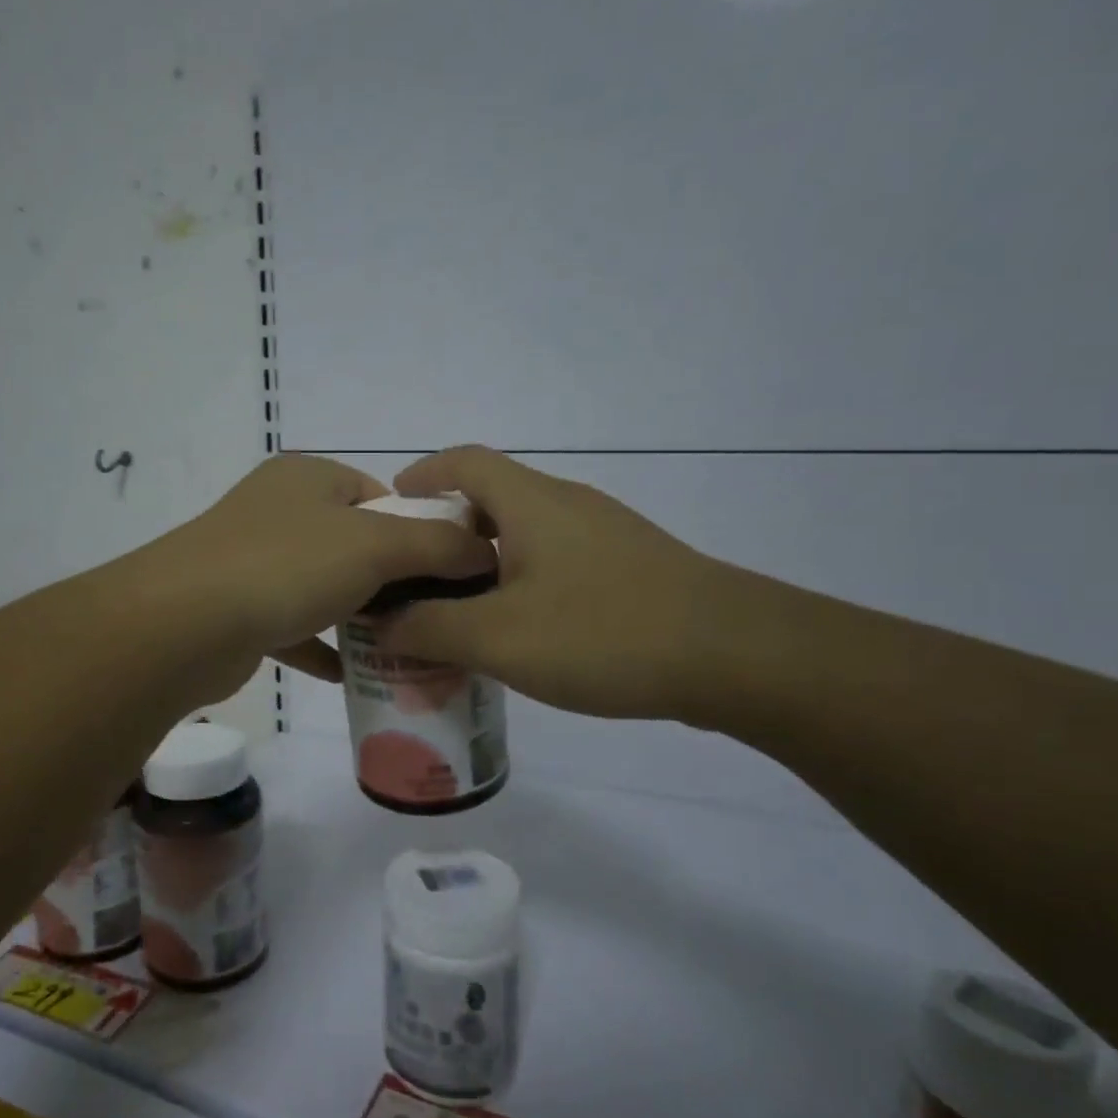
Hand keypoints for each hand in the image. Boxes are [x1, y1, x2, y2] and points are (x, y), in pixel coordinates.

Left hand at [126, 454, 496, 697]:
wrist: (182, 626)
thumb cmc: (286, 567)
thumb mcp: (376, 546)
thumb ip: (438, 545)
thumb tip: (484, 552)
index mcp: (307, 477)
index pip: (380, 494)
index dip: (418, 529)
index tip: (445, 574)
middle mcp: (277, 510)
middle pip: (352, 541)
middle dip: (390, 579)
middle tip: (428, 616)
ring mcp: (250, 559)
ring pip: (321, 585)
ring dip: (356, 615)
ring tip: (401, 645)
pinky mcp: (236, 608)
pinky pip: (292, 625)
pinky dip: (319, 645)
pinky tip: (349, 673)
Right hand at [379, 447, 735, 718]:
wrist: (736, 656)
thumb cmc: (604, 632)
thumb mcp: (499, 638)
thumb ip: (430, 629)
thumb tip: (380, 622)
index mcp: (532, 503)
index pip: (465, 461)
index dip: (423, 474)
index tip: (393, 509)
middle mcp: (568, 506)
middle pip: (494, 498)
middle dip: (447, 531)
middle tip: (415, 578)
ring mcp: (605, 536)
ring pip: (527, 536)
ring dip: (485, 564)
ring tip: (457, 612)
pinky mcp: (630, 570)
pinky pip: (557, 564)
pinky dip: (522, 585)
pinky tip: (521, 633)